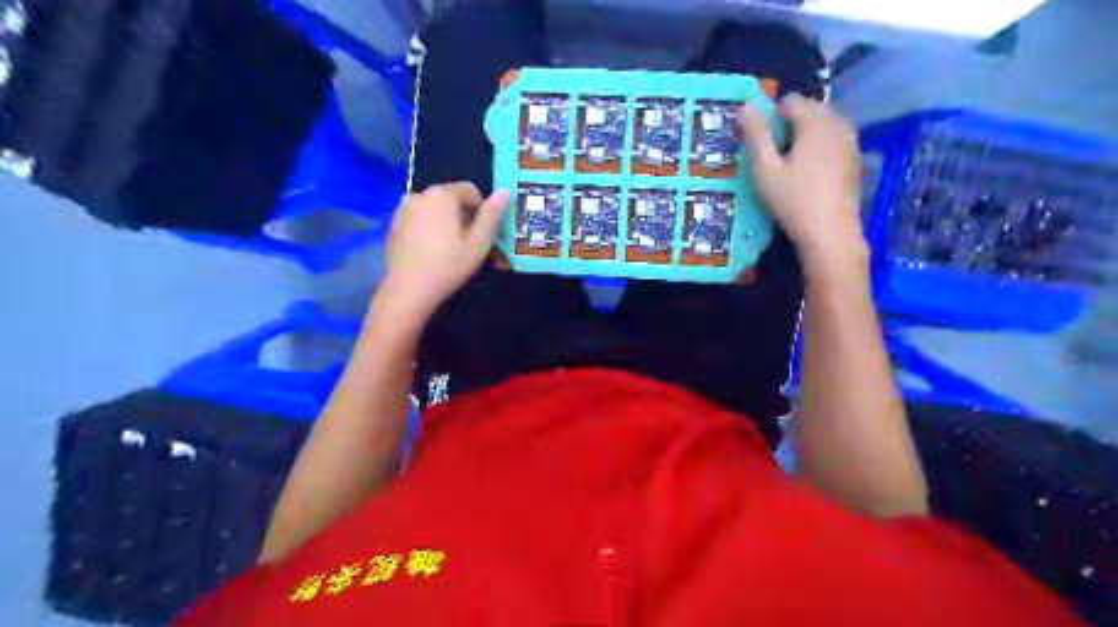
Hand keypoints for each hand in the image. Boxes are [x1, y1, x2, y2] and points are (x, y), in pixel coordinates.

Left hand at [383, 182, 509, 316]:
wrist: (408, 290)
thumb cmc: (448, 265)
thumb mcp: (479, 243)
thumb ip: (492, 215)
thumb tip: (505, 191)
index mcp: (442, 195)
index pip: (469, 189)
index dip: (481, 207)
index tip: (484, 230)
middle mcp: (420, 195)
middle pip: (449, 197)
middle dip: (462, 213)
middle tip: (470, 240)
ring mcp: (403, 209)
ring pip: (432, 208)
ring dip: (444, 220)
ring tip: (450, 246)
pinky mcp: (393, 225)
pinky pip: (418, 219)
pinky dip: (428, 227)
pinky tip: (431, 250)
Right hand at [741, 94, 867, 271]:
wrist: (830, 233)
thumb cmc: (792, 200)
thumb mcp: (764, 169)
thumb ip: (755, 135)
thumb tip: (745, 106)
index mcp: (815, 121)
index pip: (790, 101)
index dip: (771, 118)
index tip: (762, 145)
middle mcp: (838, 123)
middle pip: (809, 111)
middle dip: (789, 127)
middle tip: (774, 158)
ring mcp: (851, 142)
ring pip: (822, 127)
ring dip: (804, 138)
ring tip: (789, 168)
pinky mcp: (855, 160)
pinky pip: (833, 142)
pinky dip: (818, 150)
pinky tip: (808, 176)